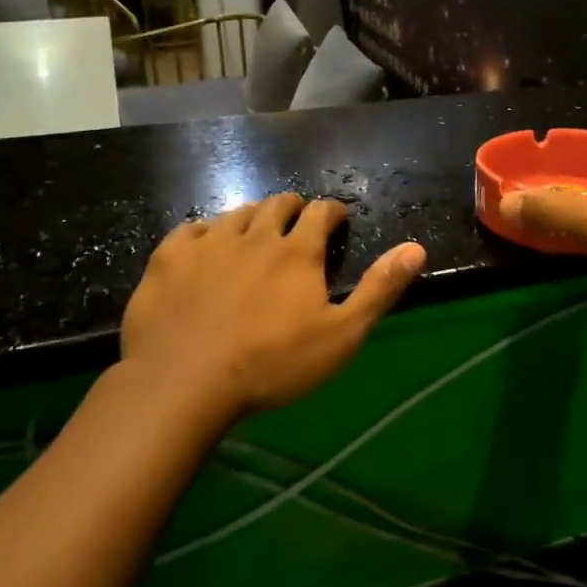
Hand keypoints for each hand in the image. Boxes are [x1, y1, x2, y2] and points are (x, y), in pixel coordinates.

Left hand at [122, 194, 425, 424]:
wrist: (185, 382)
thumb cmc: (273, 364)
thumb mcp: (341, 335)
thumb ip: (380, 289)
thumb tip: (416, 248)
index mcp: (297, 253)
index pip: (320, 212)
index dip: (332, 212)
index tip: (337, 219)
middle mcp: (255, 236)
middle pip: (277, 204)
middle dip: (292, 208)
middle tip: (296, 225)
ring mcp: (208, 243)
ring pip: (236, 213)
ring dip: (252, 218)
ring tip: (254, 235)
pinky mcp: (169, 257)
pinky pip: (191, 229)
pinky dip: (205, 232)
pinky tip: (206, 248)